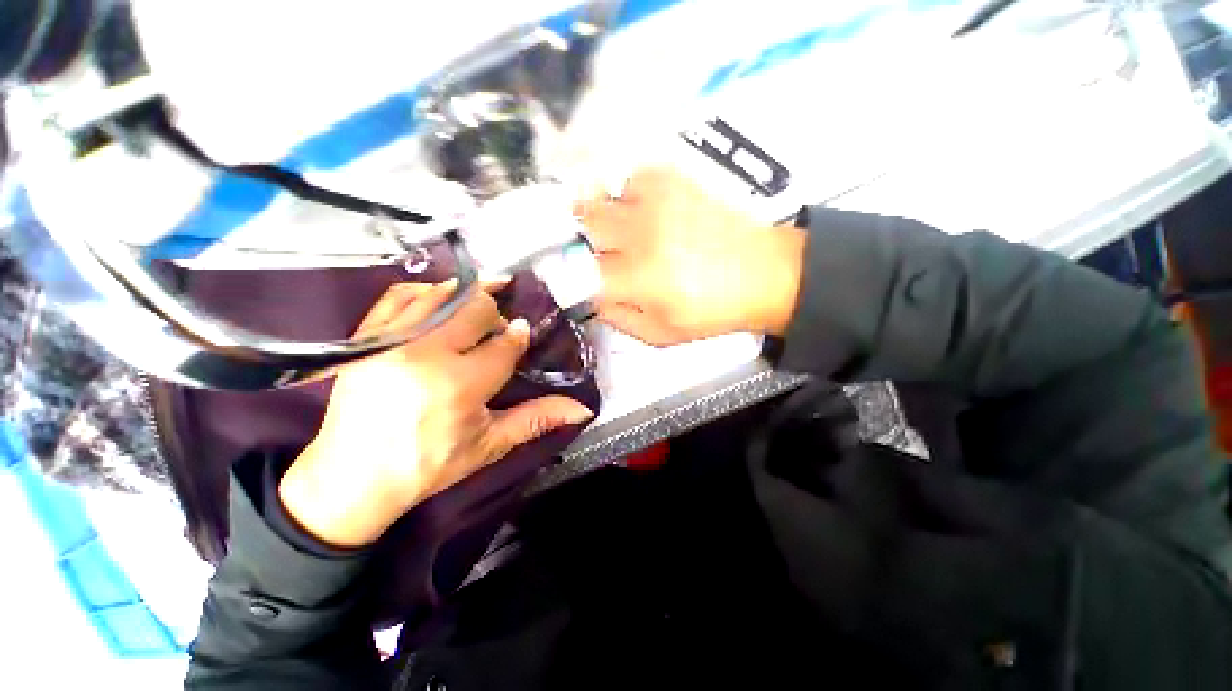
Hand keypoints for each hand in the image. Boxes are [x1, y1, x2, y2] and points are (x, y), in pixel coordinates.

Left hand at [278, 281, 593, 547]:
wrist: (350, 480)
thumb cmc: (428, 466)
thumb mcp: (490, 445)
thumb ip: (536, 419)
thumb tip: (582, 409)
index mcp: (460, 385)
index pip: (504, 344)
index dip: (518, 336)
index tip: (522, 334)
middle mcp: (426, 354)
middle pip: (476, 310)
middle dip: (496, 315)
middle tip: (499, 330)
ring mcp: (391, 341)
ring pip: (444, 295)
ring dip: (469, 297)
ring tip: (482, 304)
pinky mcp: (366, 337)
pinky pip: (401, 295)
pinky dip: (427, 291)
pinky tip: (442, 298)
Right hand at [578, 168, 805, 345]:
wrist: (763, 274)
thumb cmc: (710, 312)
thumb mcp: (659, 334)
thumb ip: (617, 318)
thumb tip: (591, 298)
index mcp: (638, 279)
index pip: (581, 272)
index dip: (573, 277)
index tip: (578, 280)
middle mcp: (640, 235)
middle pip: (582, 224)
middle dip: (577, 240)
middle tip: (589, 253)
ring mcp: (656, 202)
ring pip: (599, 195)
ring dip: (594, 214)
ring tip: (608, 230)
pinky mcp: (673, 182)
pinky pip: (629, 177)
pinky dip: (623, 193)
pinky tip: (635, 209)